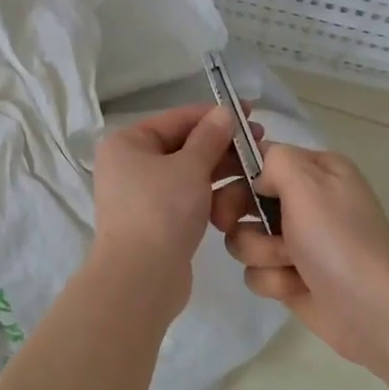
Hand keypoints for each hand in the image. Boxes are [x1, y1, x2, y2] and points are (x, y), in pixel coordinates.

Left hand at [90, 104, 245, 317]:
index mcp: (127, 143)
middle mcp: (129, 165)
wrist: (141, 277)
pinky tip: (236, 198)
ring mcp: (140, 195)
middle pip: (182, 146)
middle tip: (261, 145)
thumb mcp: (190, 166)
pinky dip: (208, 195)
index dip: (215, 114)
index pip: (177, 119)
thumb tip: (224, 112)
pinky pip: (185, 198)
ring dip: (219, 171)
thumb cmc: (162, 210)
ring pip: (187, 174)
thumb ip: (210, 137)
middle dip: (222, 146)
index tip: (251, 112)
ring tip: (256, 171)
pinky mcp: (155, 221)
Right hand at [215, 142, 388, 369]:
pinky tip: (297, 287)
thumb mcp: (308, 183)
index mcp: (316, 170)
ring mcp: (297, 241)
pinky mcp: (290, 277)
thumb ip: (274, 160)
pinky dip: (274, 281)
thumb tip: (257, 178)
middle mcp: (306, 201)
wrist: (373, 310)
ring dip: (261, 252)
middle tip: (230, 222)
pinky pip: (257, 272)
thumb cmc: (339, 240)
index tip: (212, 180)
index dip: (232, 167)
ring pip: (245, 238)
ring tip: (290, 263)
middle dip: (239, 213)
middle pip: (243, 197)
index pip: (260, 155)